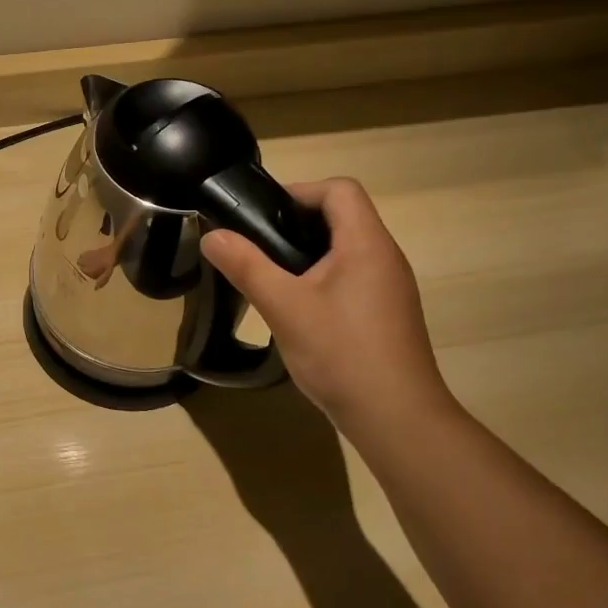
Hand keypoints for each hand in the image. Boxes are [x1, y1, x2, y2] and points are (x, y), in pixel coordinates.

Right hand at [200, 178, 452, 432]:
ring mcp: (390, 288)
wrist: (396, 418)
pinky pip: (352, 277)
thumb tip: (212, 236)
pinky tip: (298, 310)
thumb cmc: (341, 354)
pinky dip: (322, 279)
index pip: (340, 190)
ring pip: (346, 249)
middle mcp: (385, 257)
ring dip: (307, 253)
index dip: (299, 192)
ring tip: (270, 278)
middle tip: (257, 247)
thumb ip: (246, 267)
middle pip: (343, 216)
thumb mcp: (284, 307)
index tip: (261, 216)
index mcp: (366, 244)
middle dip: (296, 223)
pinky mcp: (386, 314)